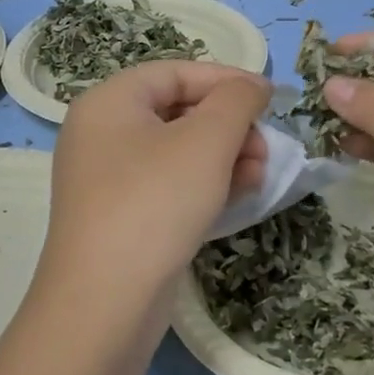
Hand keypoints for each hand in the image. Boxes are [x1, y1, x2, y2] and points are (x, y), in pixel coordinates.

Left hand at [38, 61, 269, 311]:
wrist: (106, 302)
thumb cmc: (155, 203)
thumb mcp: (207, 141)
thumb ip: (237, 101)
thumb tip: (254, 86)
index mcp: (110, 102)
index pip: (176, 72)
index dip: (227, 79)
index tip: (271, 99)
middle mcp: (102, 134)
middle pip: (179, 111)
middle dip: (231, 126)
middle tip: (266, 147)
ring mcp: (109, 179)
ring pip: (179, 151)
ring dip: (226, 156)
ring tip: (260, 176)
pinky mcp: (121, 217)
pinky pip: (170, 185)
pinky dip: (206, 184)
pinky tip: (239, 196)